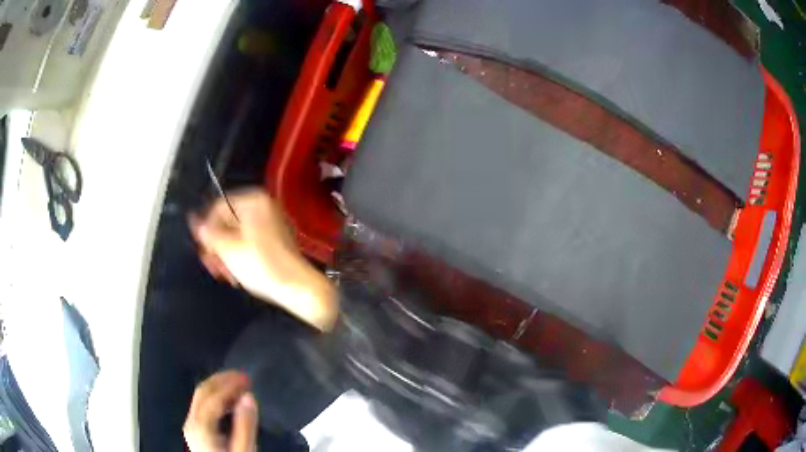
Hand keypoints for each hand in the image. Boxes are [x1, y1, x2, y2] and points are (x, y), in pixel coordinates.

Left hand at [184, 371, 257, 451]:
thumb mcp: (244, 450)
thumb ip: (245, 425)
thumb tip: (248, 397)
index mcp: (201, 426)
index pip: (213, 396)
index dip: (230, 384)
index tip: (248, 378)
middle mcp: (192, 422)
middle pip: (202, 392)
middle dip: (222, 380)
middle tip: (243, 376)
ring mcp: (192, 426)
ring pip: (201, 397)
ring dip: (220, 387)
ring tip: (239, 386)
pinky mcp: (197, 431)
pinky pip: (204, 406)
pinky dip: (217, 398)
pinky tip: (230, 402)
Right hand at [189, 188, 337, 329]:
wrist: (297, 287)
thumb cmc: (261, 265)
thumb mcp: (227, 248)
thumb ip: (208, 233)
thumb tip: (195, 221)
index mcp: (253, 201)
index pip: (217, 207)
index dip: (205, 228)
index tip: (201, 248)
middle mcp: (264, 207)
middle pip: (227, 223)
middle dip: (216, 246)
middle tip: (211, 264)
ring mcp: (271, 224)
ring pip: (237, 236)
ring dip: (225, 255)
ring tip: (223, 273)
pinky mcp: (275, 242)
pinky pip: (250, 244)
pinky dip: (239, 257)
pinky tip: (235, 274)